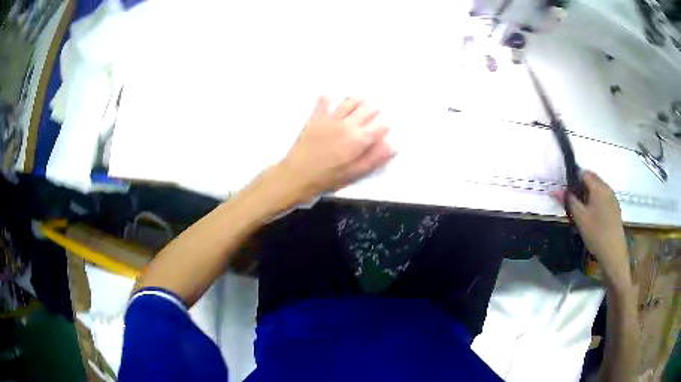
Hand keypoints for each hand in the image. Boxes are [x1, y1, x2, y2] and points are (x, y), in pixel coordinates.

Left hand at [276, 96, 393, 202]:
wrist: (297, 175)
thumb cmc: (328, 178)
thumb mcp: (355, 173)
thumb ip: (375, 158)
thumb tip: (392, 145)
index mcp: (359, 139)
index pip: (380, 125)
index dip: (388, 123)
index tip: (390, 122)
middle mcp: (347, 124)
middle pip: (367, 108)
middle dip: (376, 108)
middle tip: (378, 109)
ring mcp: (330, 118)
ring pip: (349, 102)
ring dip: (358, 100)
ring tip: (362, 100)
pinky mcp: (315, 118)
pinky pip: (322, 103)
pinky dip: (327, 98)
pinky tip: (329, 95)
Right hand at [555, 171, 630, 288]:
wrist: (613, 252)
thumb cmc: (596, 233)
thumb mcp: (580, 218)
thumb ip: (569, 201)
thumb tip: (556, 190)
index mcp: (599, 187)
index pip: (583, 173)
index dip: (573, 180)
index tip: (567, 194)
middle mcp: (607, 188)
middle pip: (591, 180)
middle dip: (581, 188)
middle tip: (573, 204)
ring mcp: (612, 198)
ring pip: (597, 190)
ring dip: (588, 196)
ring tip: (582, 213)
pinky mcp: (615, 208)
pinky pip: (602, 198)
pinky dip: (595, 203)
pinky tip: (592, 218)